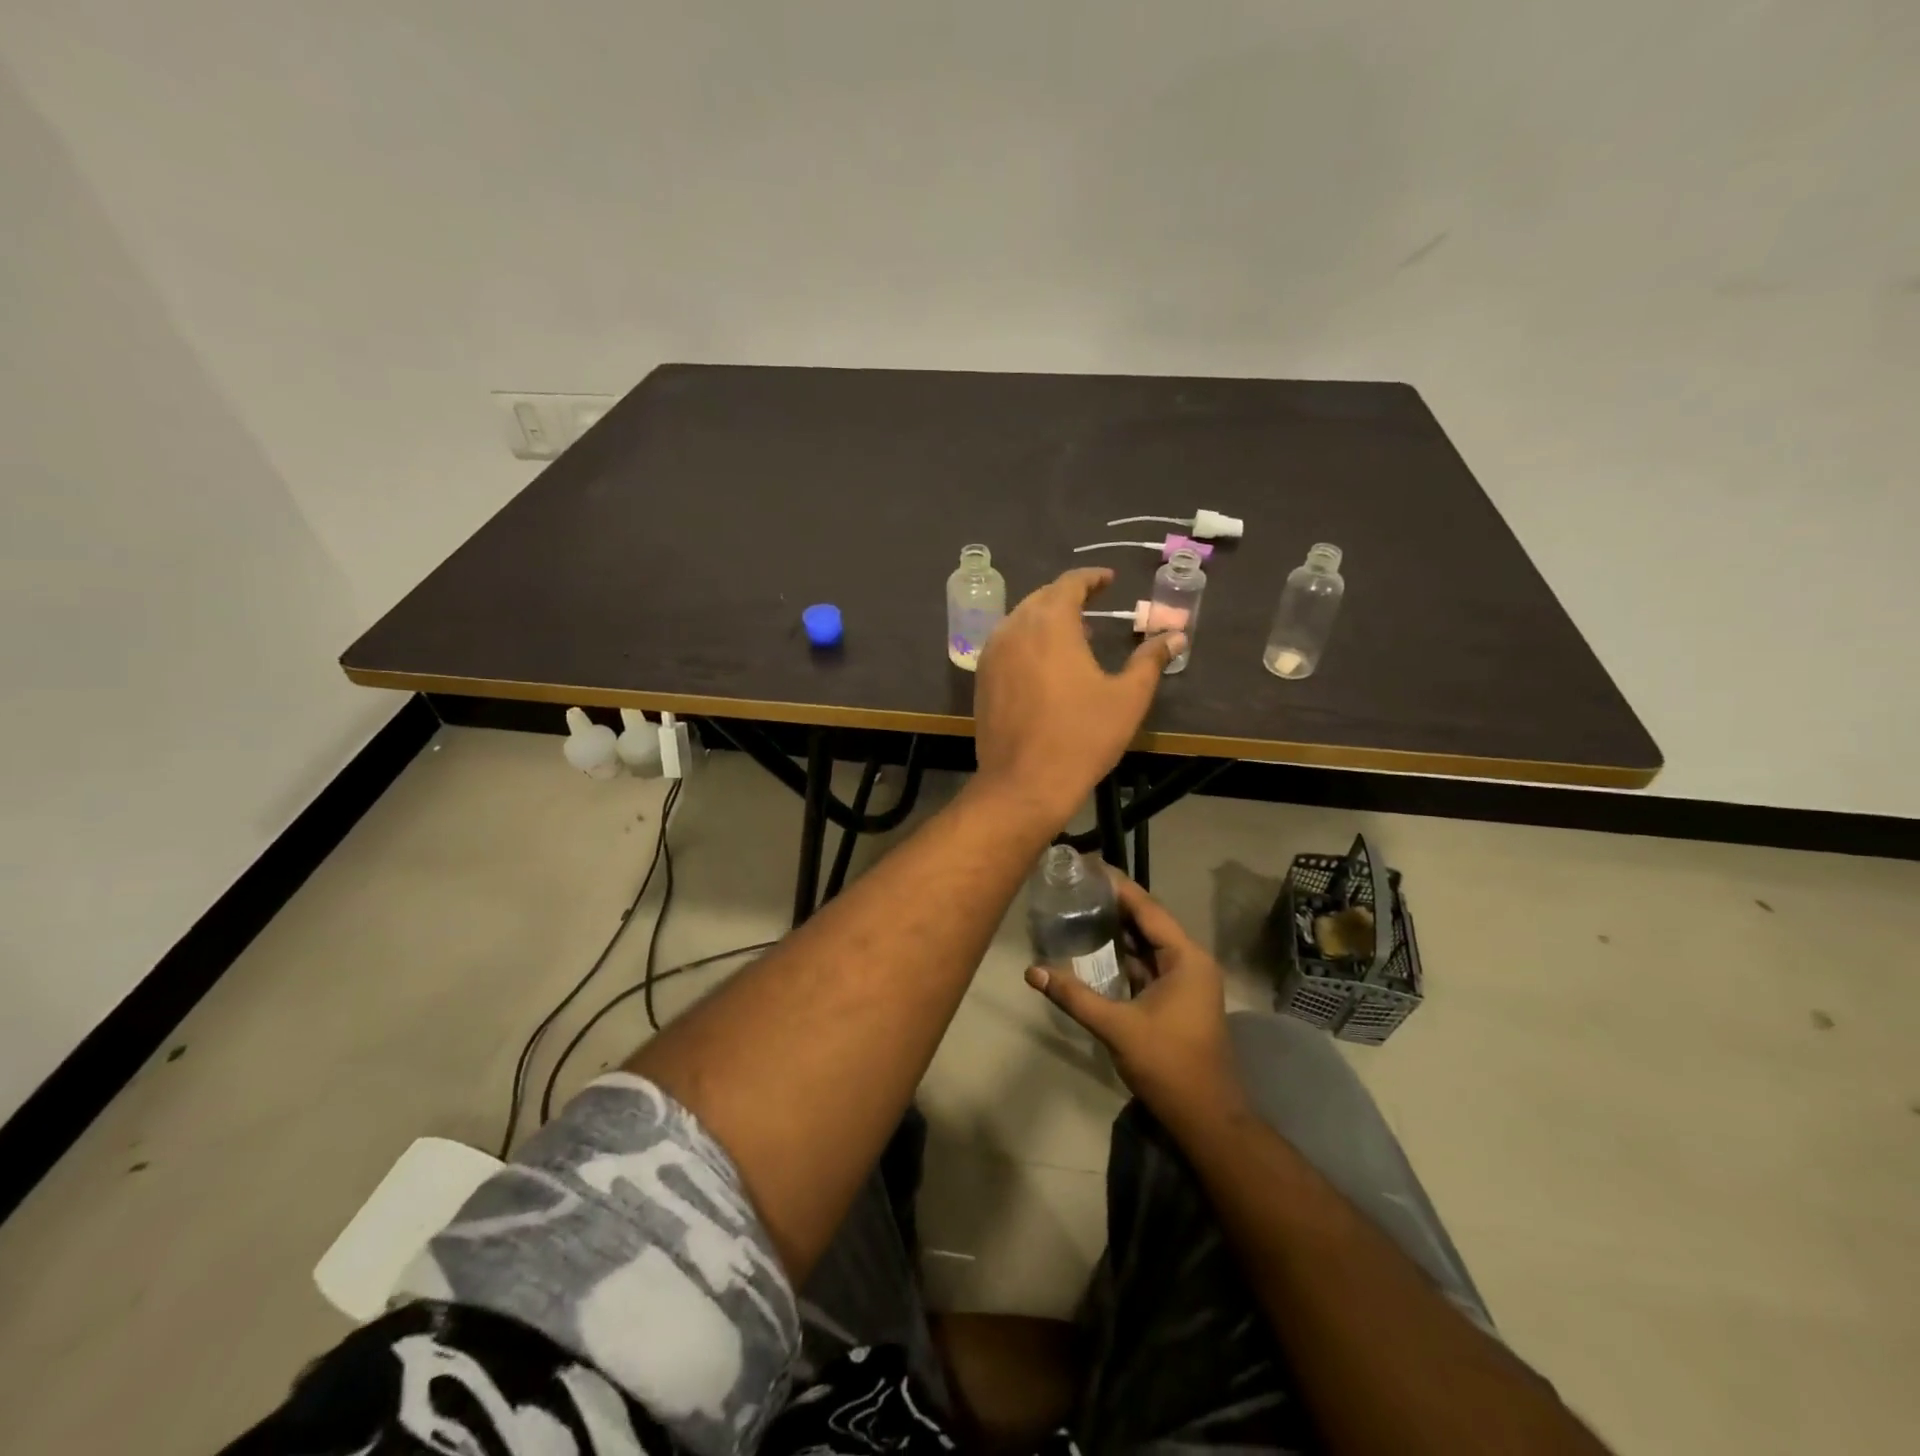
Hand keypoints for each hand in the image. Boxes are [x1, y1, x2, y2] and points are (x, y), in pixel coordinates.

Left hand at [972, 568, 1184, 826]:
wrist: (1024, 784)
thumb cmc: (1081, 737)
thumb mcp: (1127, 698)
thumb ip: (1151, 660)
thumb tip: (1176, 635)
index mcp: (1050, 623)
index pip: (1070, 583)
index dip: (1092, 578)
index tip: (1109, 580)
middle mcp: (1015, 628)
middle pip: (1042, 598)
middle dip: (1068, 597)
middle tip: (1094, 606)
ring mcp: (992, 654)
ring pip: (1020, 620)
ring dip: (1046, 619)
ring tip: (1074, 636)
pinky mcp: (982, 678)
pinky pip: (1006, 644)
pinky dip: (1027, 641)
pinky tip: (1045, 664)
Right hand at [1026, 873, 1245, 1127]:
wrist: (1207, 1118)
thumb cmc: (1169, 1065)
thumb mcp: (1118, 1028)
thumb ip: (1074, 996)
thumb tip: (1033, 972)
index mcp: (1185, 958)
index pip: (1148, 908)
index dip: (1118, 886)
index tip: (1088, 867)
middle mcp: (1190, 961)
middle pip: (1149, 921)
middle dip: (1115, 903)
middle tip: (1077, 885)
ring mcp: (1186, 981)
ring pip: (1148, 943)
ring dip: (1119, 929)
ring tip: (1081, 907)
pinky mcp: (1177, 999)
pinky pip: (1148, 964)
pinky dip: (1125, 954)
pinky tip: (1096, 948)